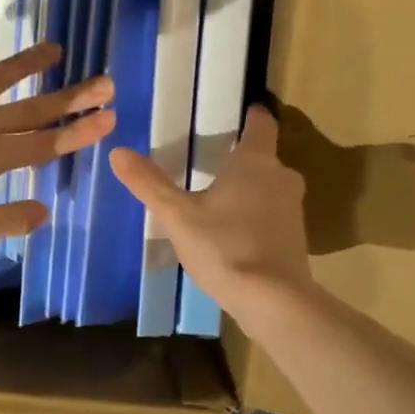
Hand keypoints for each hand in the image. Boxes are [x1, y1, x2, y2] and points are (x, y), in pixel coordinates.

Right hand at [108, 105, 311, 319]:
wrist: (274, 300)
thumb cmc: (224, 247)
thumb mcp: (178, 216)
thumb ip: (149, 184)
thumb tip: (118, 152)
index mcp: (256, 160)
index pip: (261, 123)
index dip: (250, 115)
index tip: (237, 113)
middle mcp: (281, 176)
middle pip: (263, 157)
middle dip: (240, 158)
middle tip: (210, 162)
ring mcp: (293, 209)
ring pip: (269, 187)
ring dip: (248, 189)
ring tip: (217, 198)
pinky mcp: (296, 238)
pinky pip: (272, 214)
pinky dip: (255, 216)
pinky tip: (232, 233)